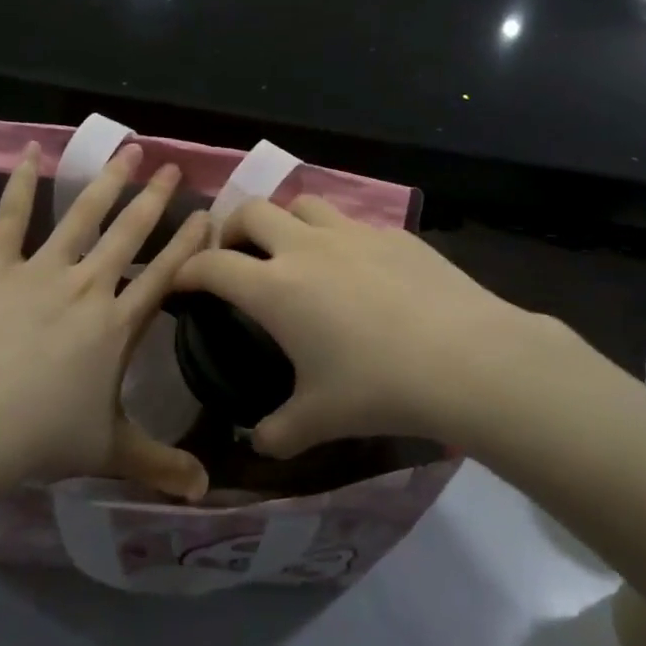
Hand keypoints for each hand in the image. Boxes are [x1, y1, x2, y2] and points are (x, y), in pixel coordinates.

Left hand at [0, 143, 210, 543]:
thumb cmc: (43, 434)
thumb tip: (208, 496)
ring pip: (81, 215)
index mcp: (117, 322)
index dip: (190, 243)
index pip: (165, 274)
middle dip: (155, 198)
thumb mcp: (109, 451)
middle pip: (130, 233)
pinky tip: (30, 151)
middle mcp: (88, 285)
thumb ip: (160, 465)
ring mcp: (41, 270)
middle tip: (173, 166)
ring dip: (107, 181)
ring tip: (127, 150)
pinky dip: (18, 184)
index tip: (208, 213)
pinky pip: (8, 218)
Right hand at [170, 198, 539, 457]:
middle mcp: (306, 247)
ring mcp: (353, 233)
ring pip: (303, 204)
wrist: (464, 357)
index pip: (213, 265)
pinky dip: (338, 238)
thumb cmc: (378, 387)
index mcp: (275, 287)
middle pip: (253, 210)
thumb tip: (259, 442)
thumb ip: (279, 431)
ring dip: (287, 221)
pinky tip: (358, 270)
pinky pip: (352, 223)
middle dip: (232, 227)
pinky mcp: (393, 234)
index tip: (181, 282)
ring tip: (294, 251)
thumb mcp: (319, 419)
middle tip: (236, 256)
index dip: (188, 270)